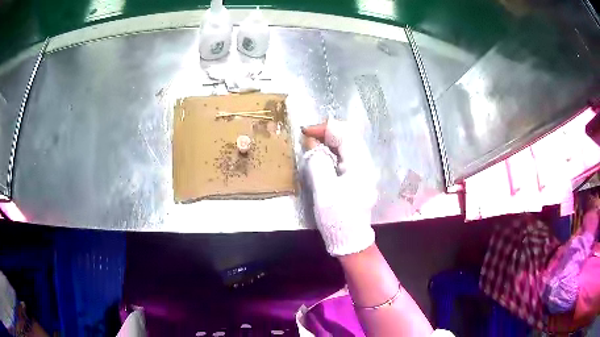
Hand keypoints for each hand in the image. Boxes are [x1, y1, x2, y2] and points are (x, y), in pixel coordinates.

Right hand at [301, 119, 377, 255]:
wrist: (350, 240)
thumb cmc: (338, 217)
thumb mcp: (324, 191)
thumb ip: (318, 164)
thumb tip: (312, 145)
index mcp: (360, 165)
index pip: (345, 134)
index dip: (324, 129)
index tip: (304, 132)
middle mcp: (365, 164)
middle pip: (348, 136)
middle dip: (327, 132)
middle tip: (307, 137)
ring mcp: (363, 170)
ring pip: (347, 145)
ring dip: (329, 141)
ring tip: (311, 145)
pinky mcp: (358, 177)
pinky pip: (346, 156)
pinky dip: (332, 151)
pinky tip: (321, 157)